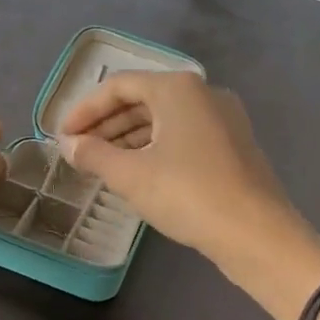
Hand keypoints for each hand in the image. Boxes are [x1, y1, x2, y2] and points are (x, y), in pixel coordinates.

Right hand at [57, 70, 294, 267]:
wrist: (256, 234)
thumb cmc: (188, 194)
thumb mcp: (131, 175)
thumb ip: (93, 154)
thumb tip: (69, 145)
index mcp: (178, 88)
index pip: (118, 86)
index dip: (85, 109)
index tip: (62, 135)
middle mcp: (203, 93)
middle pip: (142, 99)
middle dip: (106, 124)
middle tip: (78, 150)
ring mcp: (223, 119)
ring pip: (164, 119)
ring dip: (128, 138)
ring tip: (101, 164)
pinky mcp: (233, 145)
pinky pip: (183, 135)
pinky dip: (155, 148)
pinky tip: (137, 173)